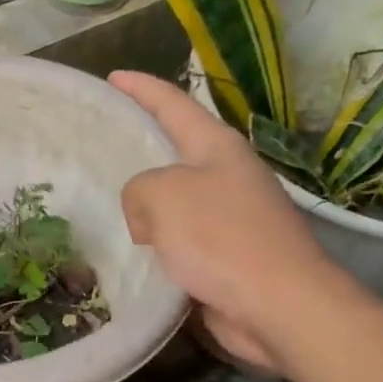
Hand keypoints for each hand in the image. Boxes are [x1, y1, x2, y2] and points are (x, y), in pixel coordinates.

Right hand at [112, 70, 348, 372]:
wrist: (278, 305)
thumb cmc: (221, 239)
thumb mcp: (163, 196)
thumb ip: (139, 190)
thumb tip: (148, 218)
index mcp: (217, 148)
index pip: (173, 104)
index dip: (141, 89)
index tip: (112, 76)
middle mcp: (228, 176)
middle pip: (177, 153)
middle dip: (143, 150)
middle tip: (103, 150)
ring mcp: (233, 218)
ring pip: (177, 202)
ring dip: (148, 208)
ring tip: (110, 212)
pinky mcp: (230, 257)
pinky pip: (183, 241)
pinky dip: (160, 246)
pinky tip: (135, 257)